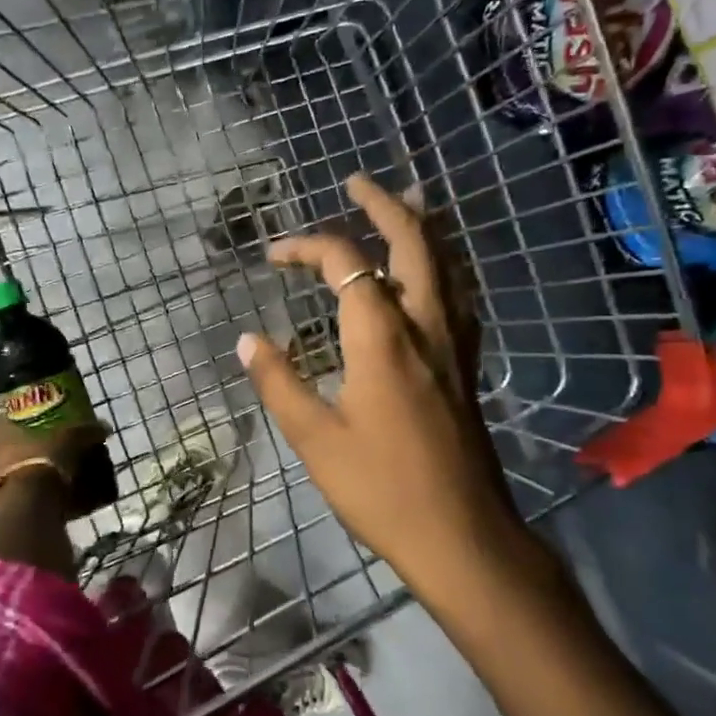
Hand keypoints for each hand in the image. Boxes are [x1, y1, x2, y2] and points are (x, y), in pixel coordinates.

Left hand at [0, 414, 106, 510]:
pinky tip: (39, 498)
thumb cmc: (43, 458)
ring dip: (13, 473)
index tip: (19, 424)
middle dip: (9, 450)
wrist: (30, 503)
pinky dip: (20, 496)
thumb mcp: (71, 439)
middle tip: (32, 450)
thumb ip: (86, 432)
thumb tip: (104, 428)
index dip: (4, 421)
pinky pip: (7, 496)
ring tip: (37, 476)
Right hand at [235, 174, 520, 584]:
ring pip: (446, 264)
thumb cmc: (380, 487)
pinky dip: (442, 265)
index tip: (274, 257)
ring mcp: (455, 344)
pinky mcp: (468, 365)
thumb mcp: (315, 438)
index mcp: (382, 338)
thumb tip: (247, 339)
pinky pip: (459, 295)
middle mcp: (425, 326)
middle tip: (357, 182)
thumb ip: (279, 381)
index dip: (308, 246)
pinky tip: (436, 273)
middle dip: (384, 206)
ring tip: (407, 201)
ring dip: (422, 226)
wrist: (460, 533)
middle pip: (413, 243)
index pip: (346, 264)